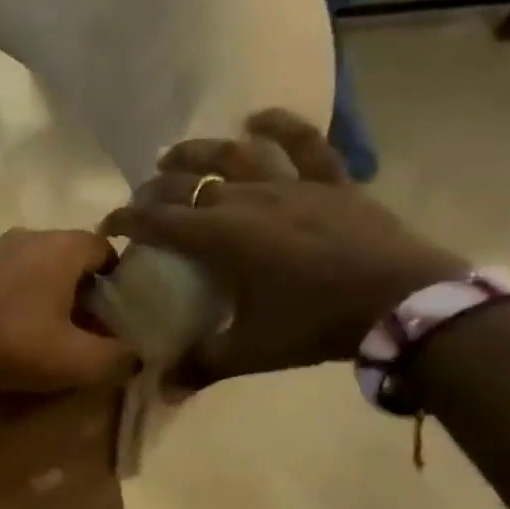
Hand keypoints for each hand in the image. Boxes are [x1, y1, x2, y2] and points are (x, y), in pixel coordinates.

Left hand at [0, 229, 139, 393]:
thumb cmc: (9, 342)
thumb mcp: (76, 360)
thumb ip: (118, 358)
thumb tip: (138, 356)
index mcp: (63, 245)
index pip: (108, 251)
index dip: (121, 286)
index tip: (121, 321)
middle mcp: (31, 236)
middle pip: (74, 262)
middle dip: (87, 297)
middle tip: (91, 336)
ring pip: (41, 272)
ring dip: (53, 302)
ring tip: (55, 341)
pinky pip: (11, 282)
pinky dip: (23, 304)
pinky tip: (16, 336)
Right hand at [101, 111, 464, 381]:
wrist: (402, 303)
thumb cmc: (316, 324)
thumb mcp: (252, 351)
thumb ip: (201, 366)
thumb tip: (161, 390)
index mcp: (221, 237)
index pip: (158, 220)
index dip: (126, 219)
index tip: (107, 226)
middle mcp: (248, 200)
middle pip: (188, 184)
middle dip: (155, 189)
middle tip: (141, 201)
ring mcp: (291, 185)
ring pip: (235, 155)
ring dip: (198, 151)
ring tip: (174, 154)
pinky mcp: (331, 182)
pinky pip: (306, 144)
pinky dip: (281, 126)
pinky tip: (257, 118)